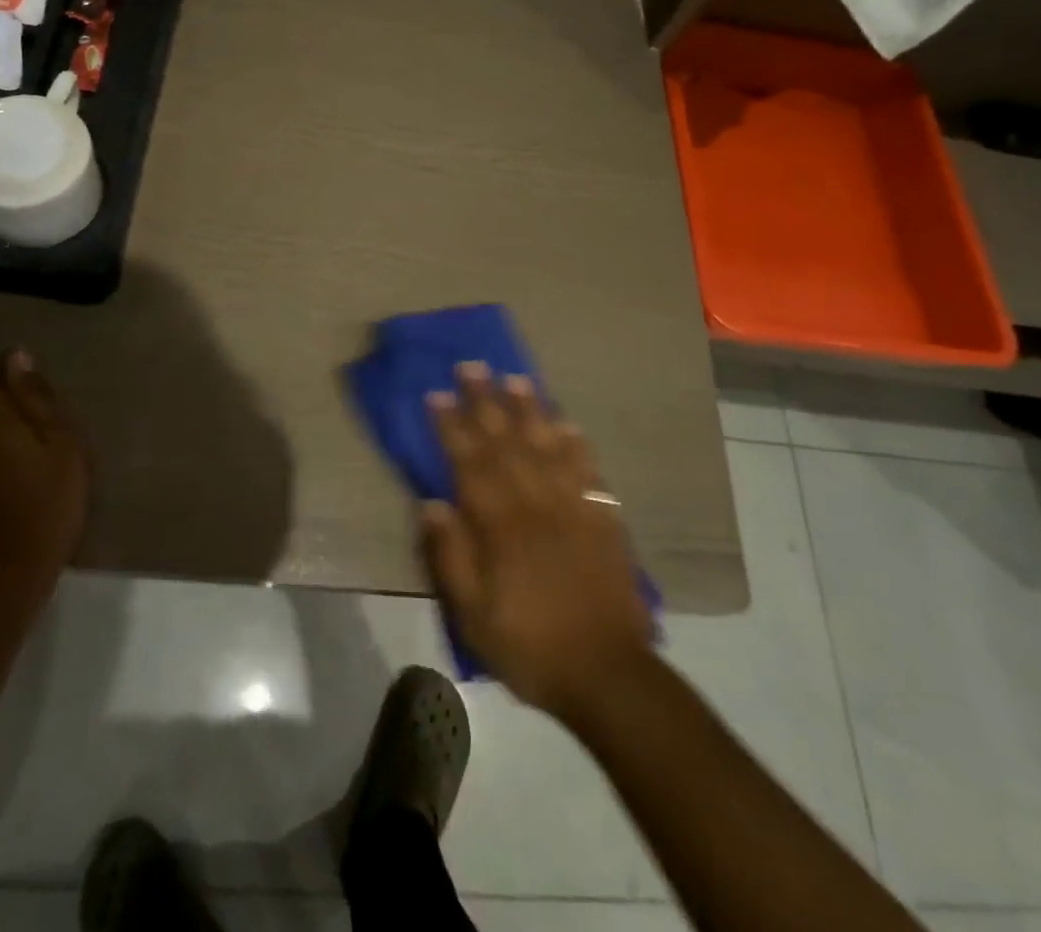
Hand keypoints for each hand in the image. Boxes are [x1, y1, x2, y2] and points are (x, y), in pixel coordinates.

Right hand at [421, 362, 652, 721]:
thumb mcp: (474, 616)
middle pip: (506, 442)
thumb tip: (432, 503)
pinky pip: (588, 471)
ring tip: (517, 378)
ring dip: (530, 410)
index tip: (437, 394)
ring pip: (548, 447)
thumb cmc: (530, 646)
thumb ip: (452, 557)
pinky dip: (577, 444)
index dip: (451, 426)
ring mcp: (573, 508)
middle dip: (486, 402)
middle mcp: (536, 504)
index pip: (470, 463)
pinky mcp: (602, 519)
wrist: (608, 674)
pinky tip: (568, 424)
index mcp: (501, 526)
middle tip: (472, 365)